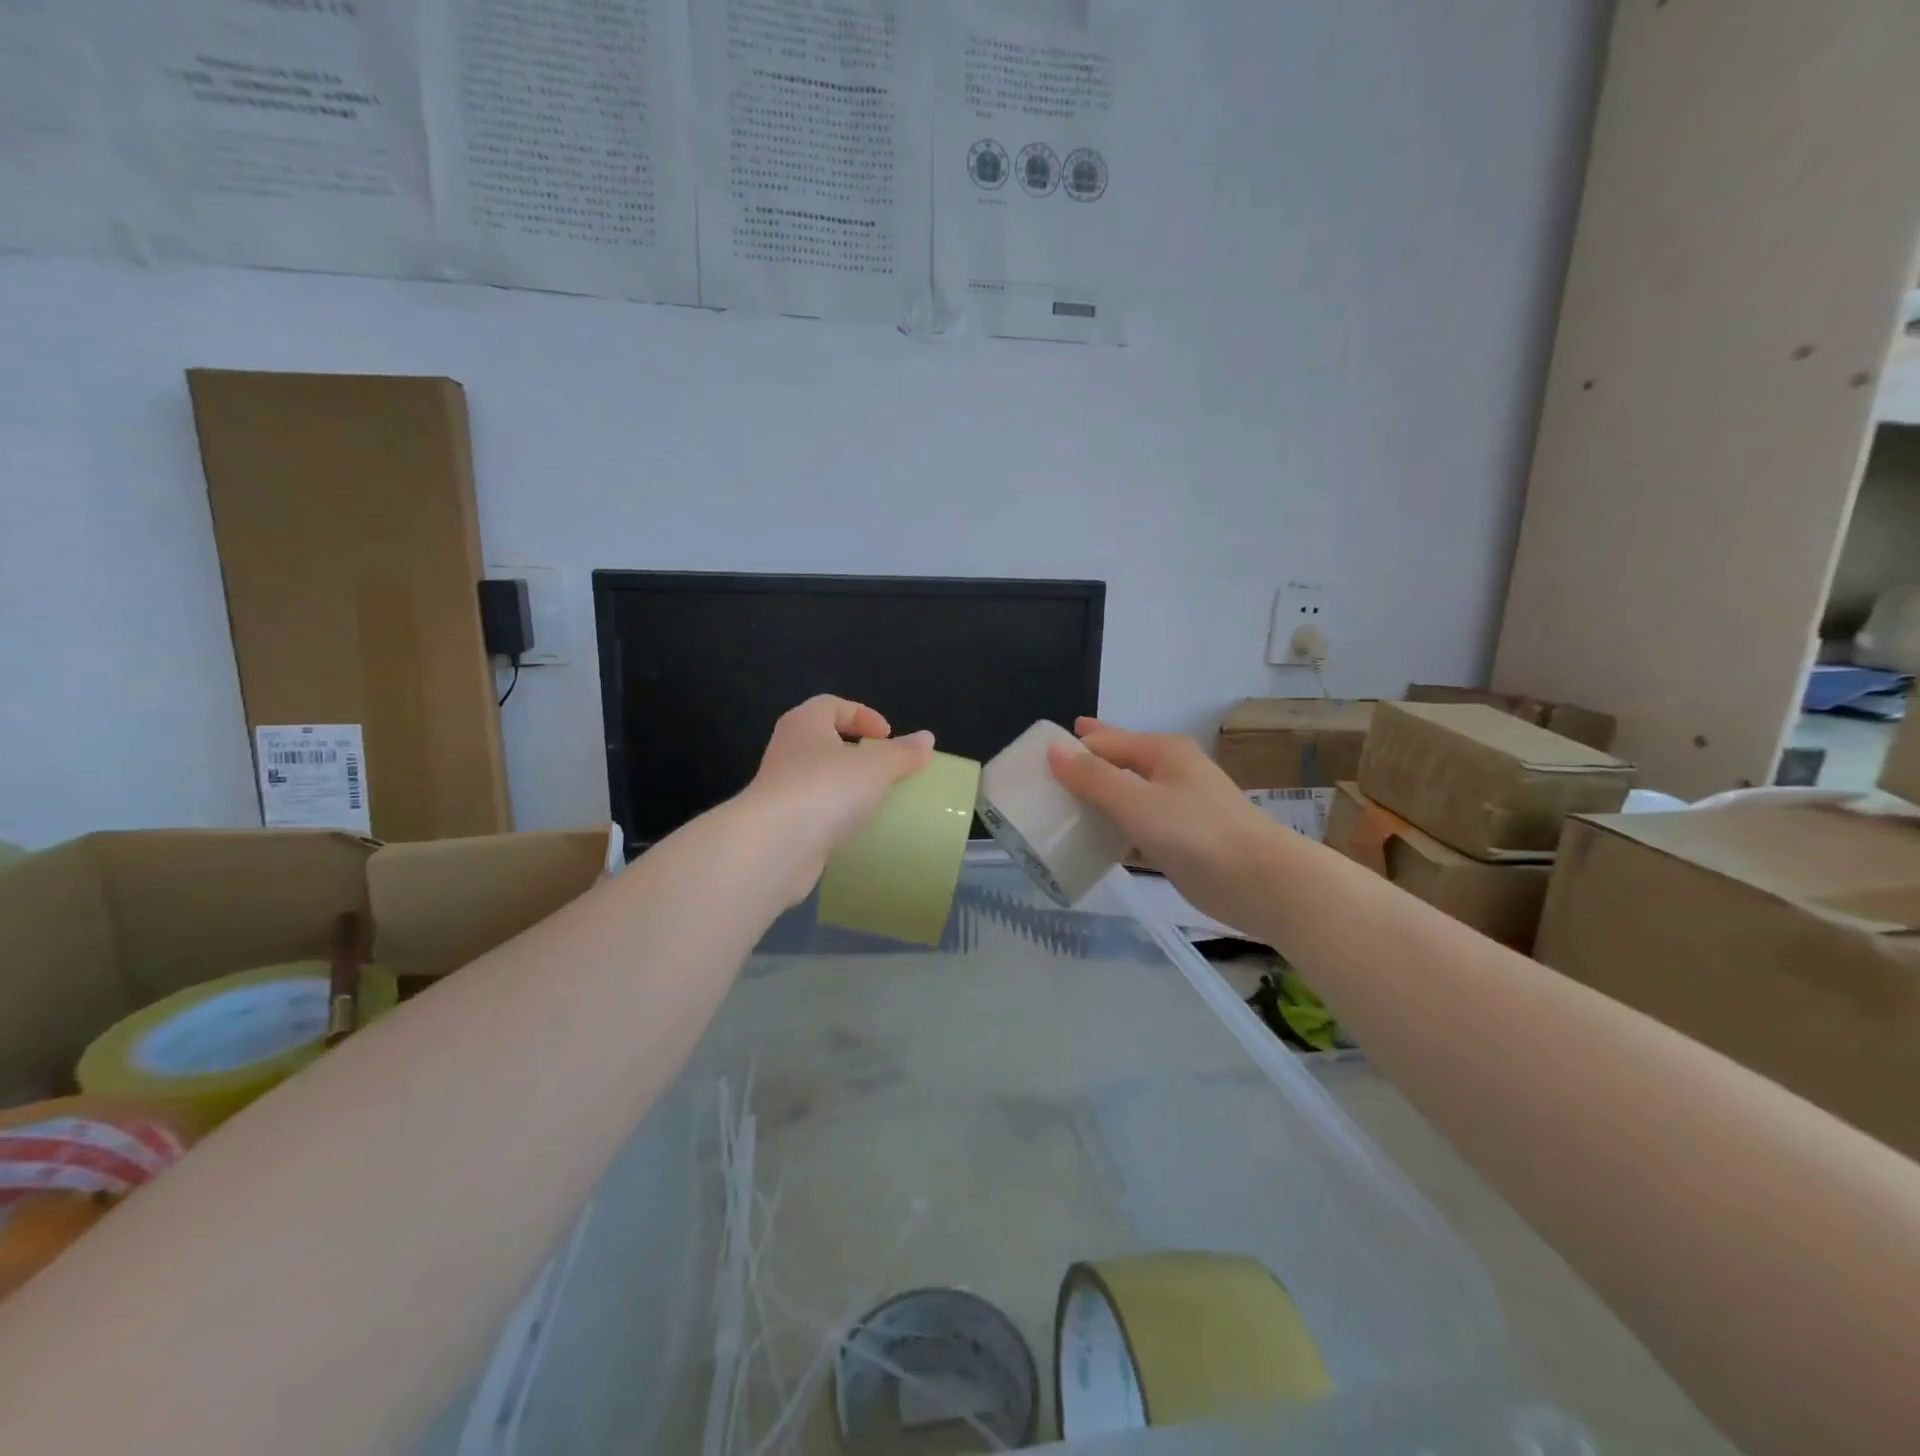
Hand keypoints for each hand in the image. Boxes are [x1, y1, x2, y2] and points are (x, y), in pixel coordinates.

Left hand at [740, 696, 934, 899]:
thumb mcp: (876, 767)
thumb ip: (903, 753)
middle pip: (824, 740)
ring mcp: (780, 788)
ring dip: (846, 786)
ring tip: (877, 801)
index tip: (887, 736)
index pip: (832, 705)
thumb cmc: (826, 790)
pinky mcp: (781, 824)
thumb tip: (927, 739)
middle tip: (885, 767)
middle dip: (856, 752)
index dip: (862, 714)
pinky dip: (835, 816)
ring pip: (819, 778)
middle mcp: (787, 749)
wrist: (774, 847)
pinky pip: (814, 811)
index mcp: (804, 723)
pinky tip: (856, 830)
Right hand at [1047, 717, 1277, 922]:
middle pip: (1118, 761)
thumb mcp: (1138, 802)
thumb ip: (1094, 778)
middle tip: (1046, 765)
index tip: (1036, 757)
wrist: (1260, 882)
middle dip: (1086, 761)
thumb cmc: (1197, 833)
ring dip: (1099, 794)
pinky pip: (1137, 820)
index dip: (1072, 747)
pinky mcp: (1180, 838)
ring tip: (1061, 801)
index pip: (1104, 742)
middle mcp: (1170, 771)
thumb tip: (1053, 749)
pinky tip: (1095, 833)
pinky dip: (1115, 822)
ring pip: (1127, 792)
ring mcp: (1178, 805)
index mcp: (1162, 752)